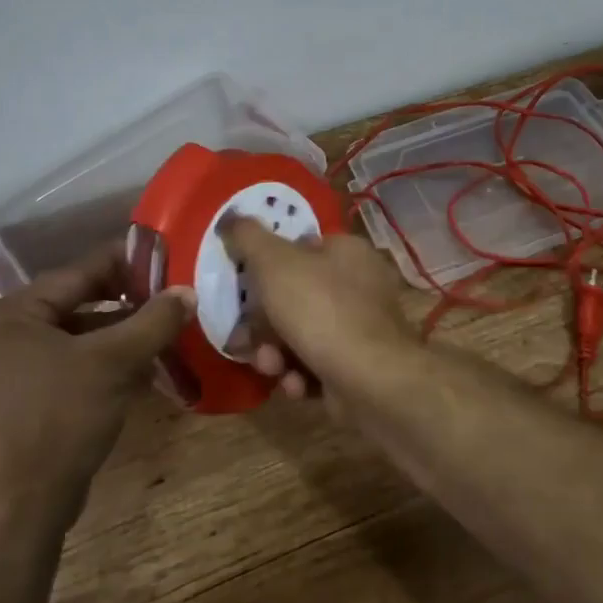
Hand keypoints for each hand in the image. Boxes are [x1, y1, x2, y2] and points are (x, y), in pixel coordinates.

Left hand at [0, 244, 191, 533]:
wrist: (21, 509)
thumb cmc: (62, 419)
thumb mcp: (116, 362)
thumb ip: (154, 320)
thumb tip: (188, 291)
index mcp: (12, 314)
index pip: (78, 272)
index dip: (126, 264)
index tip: (166, 260)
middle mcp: (1, 335)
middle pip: (76, 303)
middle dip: (125, 302)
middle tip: (168, 298)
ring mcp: (5, 372)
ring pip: (74, 337)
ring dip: (117, 335)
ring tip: (161, 332)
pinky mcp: (17, 403)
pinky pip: (65, 366)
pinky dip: (100, 363)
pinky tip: (138, 370)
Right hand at [219, 216, 416, 400]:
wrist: (372, 381)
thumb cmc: (321, 310)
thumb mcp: (274, 263)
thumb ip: (248, 237)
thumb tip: (230, 218)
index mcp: (347, 251)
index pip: (300, 248)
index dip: (266, 268)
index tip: (243, 291)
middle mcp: (359, 285)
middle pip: (295, 296)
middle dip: (265, 324)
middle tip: (246, 340)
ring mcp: (362, 327)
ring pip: (302, 334)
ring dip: (276, 354)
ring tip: (271, 368)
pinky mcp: (360, 366)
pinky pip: (318, 364)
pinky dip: (300, 375)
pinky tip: (295, 385)